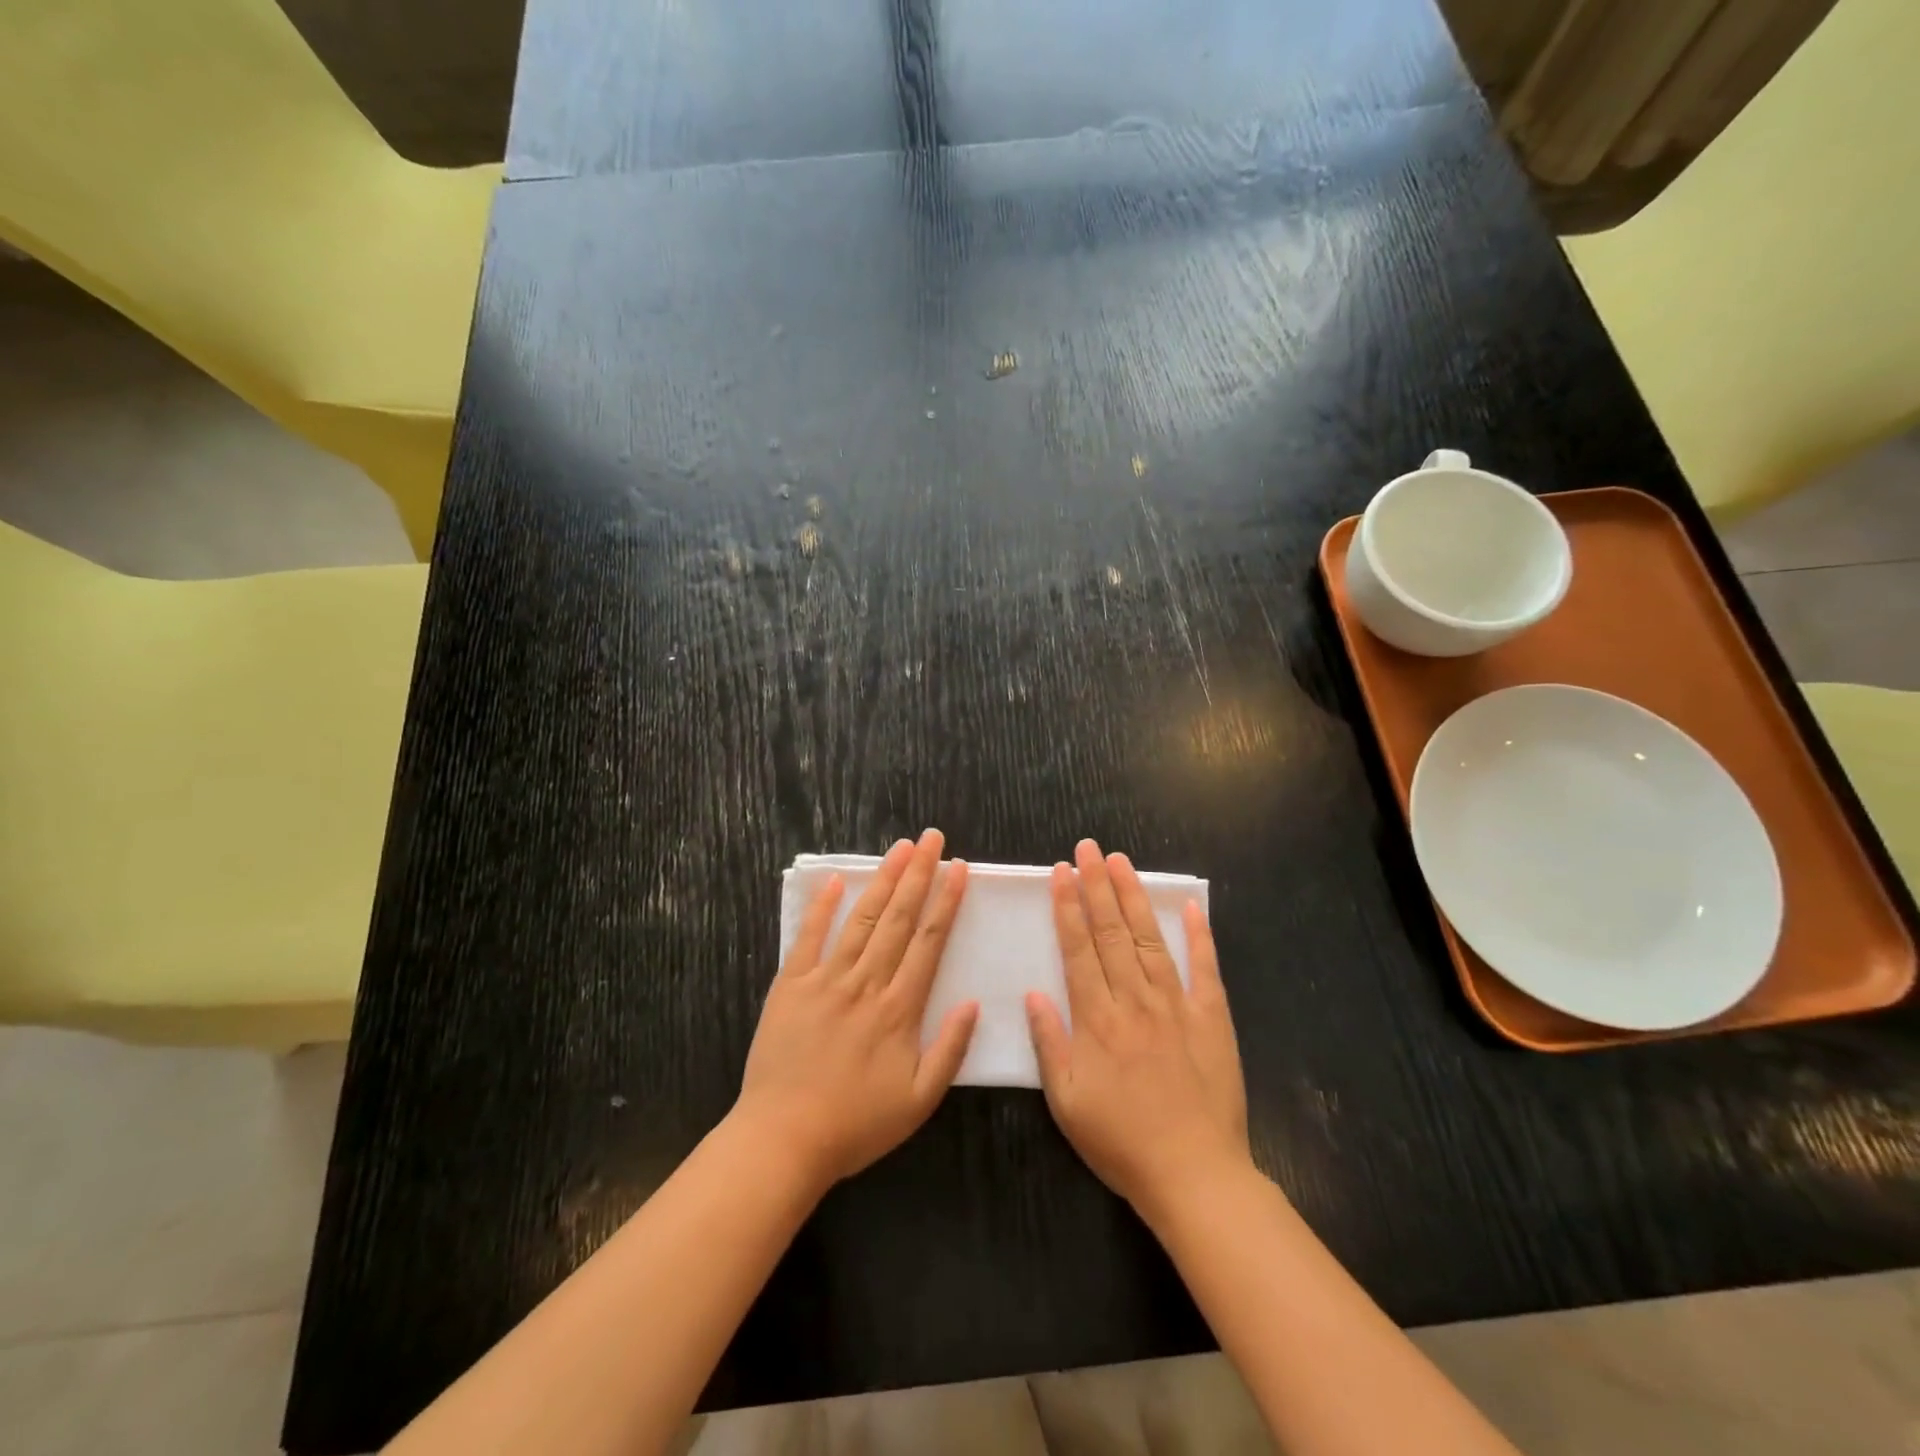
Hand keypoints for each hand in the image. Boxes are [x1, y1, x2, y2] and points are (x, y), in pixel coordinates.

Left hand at [733, 829, 978, 1191]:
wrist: (784, 1139)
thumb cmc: (856, 1124)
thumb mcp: (919, 1101)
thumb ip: (950, 1050)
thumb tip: (973, 1002)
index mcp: (899, 1009)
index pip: (929, 941)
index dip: (946, 901)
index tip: (959, 868)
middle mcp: (866, 983)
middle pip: (898, 918)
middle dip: (919, 874)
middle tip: (933, 839)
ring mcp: (826, 979)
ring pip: (861, 919)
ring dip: (883, 880)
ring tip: (901, 848)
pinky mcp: (791, 985)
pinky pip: (809, 937)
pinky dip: (823, 907)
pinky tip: (837, 880)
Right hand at [1026, 839, 1250, 1222]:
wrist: (1194, 1174)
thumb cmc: (1120, 1142)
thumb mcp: (1067, 1102)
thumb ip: (1049, 1044)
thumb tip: (1032, 994)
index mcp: (1097, 1019)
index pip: (1078, 949)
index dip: (1067, 907)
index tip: (1061, 872)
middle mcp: (1135, 1001)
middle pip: (1111, 932)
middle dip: (1097, 886)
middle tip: (1088, 849)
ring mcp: (1177, 1006)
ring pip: (1150, 939)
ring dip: (1134, 898)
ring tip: (1121, 862)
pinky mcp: (1212, 1018)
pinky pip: (1205, 969)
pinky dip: (1199, 936)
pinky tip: (1190, 906)